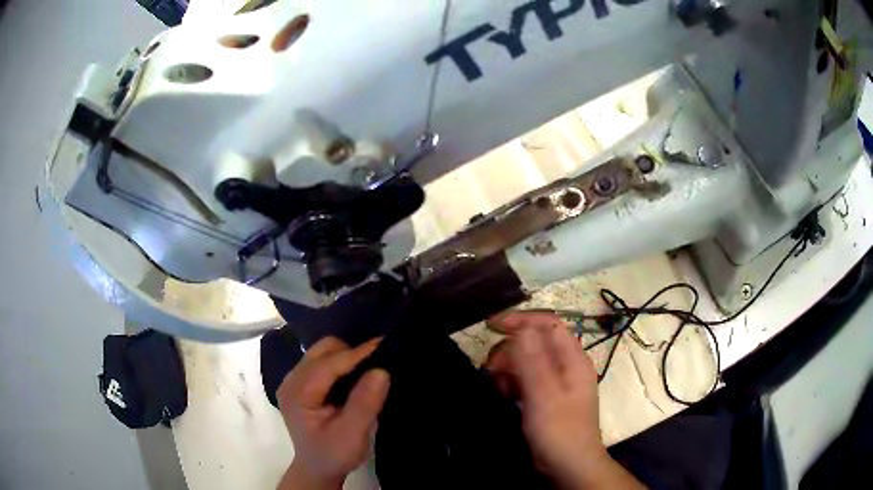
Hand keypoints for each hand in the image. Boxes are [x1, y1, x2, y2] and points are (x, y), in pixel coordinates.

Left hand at [276, 337, 389, 489]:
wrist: (318, 469)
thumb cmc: (333, 454)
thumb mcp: (352, 435)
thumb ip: (364, 404)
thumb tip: (381, 371)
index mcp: (298, 393)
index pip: (327, 364)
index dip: (356, 354)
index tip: (384, 344)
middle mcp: (292, 380)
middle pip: (322, 351)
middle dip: (351, 352)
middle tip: (378, 362)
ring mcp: (295, 380)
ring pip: (323, 352)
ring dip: (347, 356)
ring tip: (369, 367)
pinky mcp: (303, 383)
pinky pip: (323, 361)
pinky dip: (342, 363)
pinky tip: (356, 375)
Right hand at [487, 312, 643, 489]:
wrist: (569, 465)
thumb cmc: (560, 430)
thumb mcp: (544, 395)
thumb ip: (533, 361)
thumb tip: (521, 328)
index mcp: (572, 359)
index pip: (548, 324)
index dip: (521, 320)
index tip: (492, 326)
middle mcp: (565, 365)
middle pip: (534, 341)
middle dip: (510, 350)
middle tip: (492, 369)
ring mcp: (556, 381)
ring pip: (527, 360)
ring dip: (508, 368)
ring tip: (500, 388)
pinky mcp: (545, 397)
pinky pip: (525, 378)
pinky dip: (512, 382)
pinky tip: (505, 395)